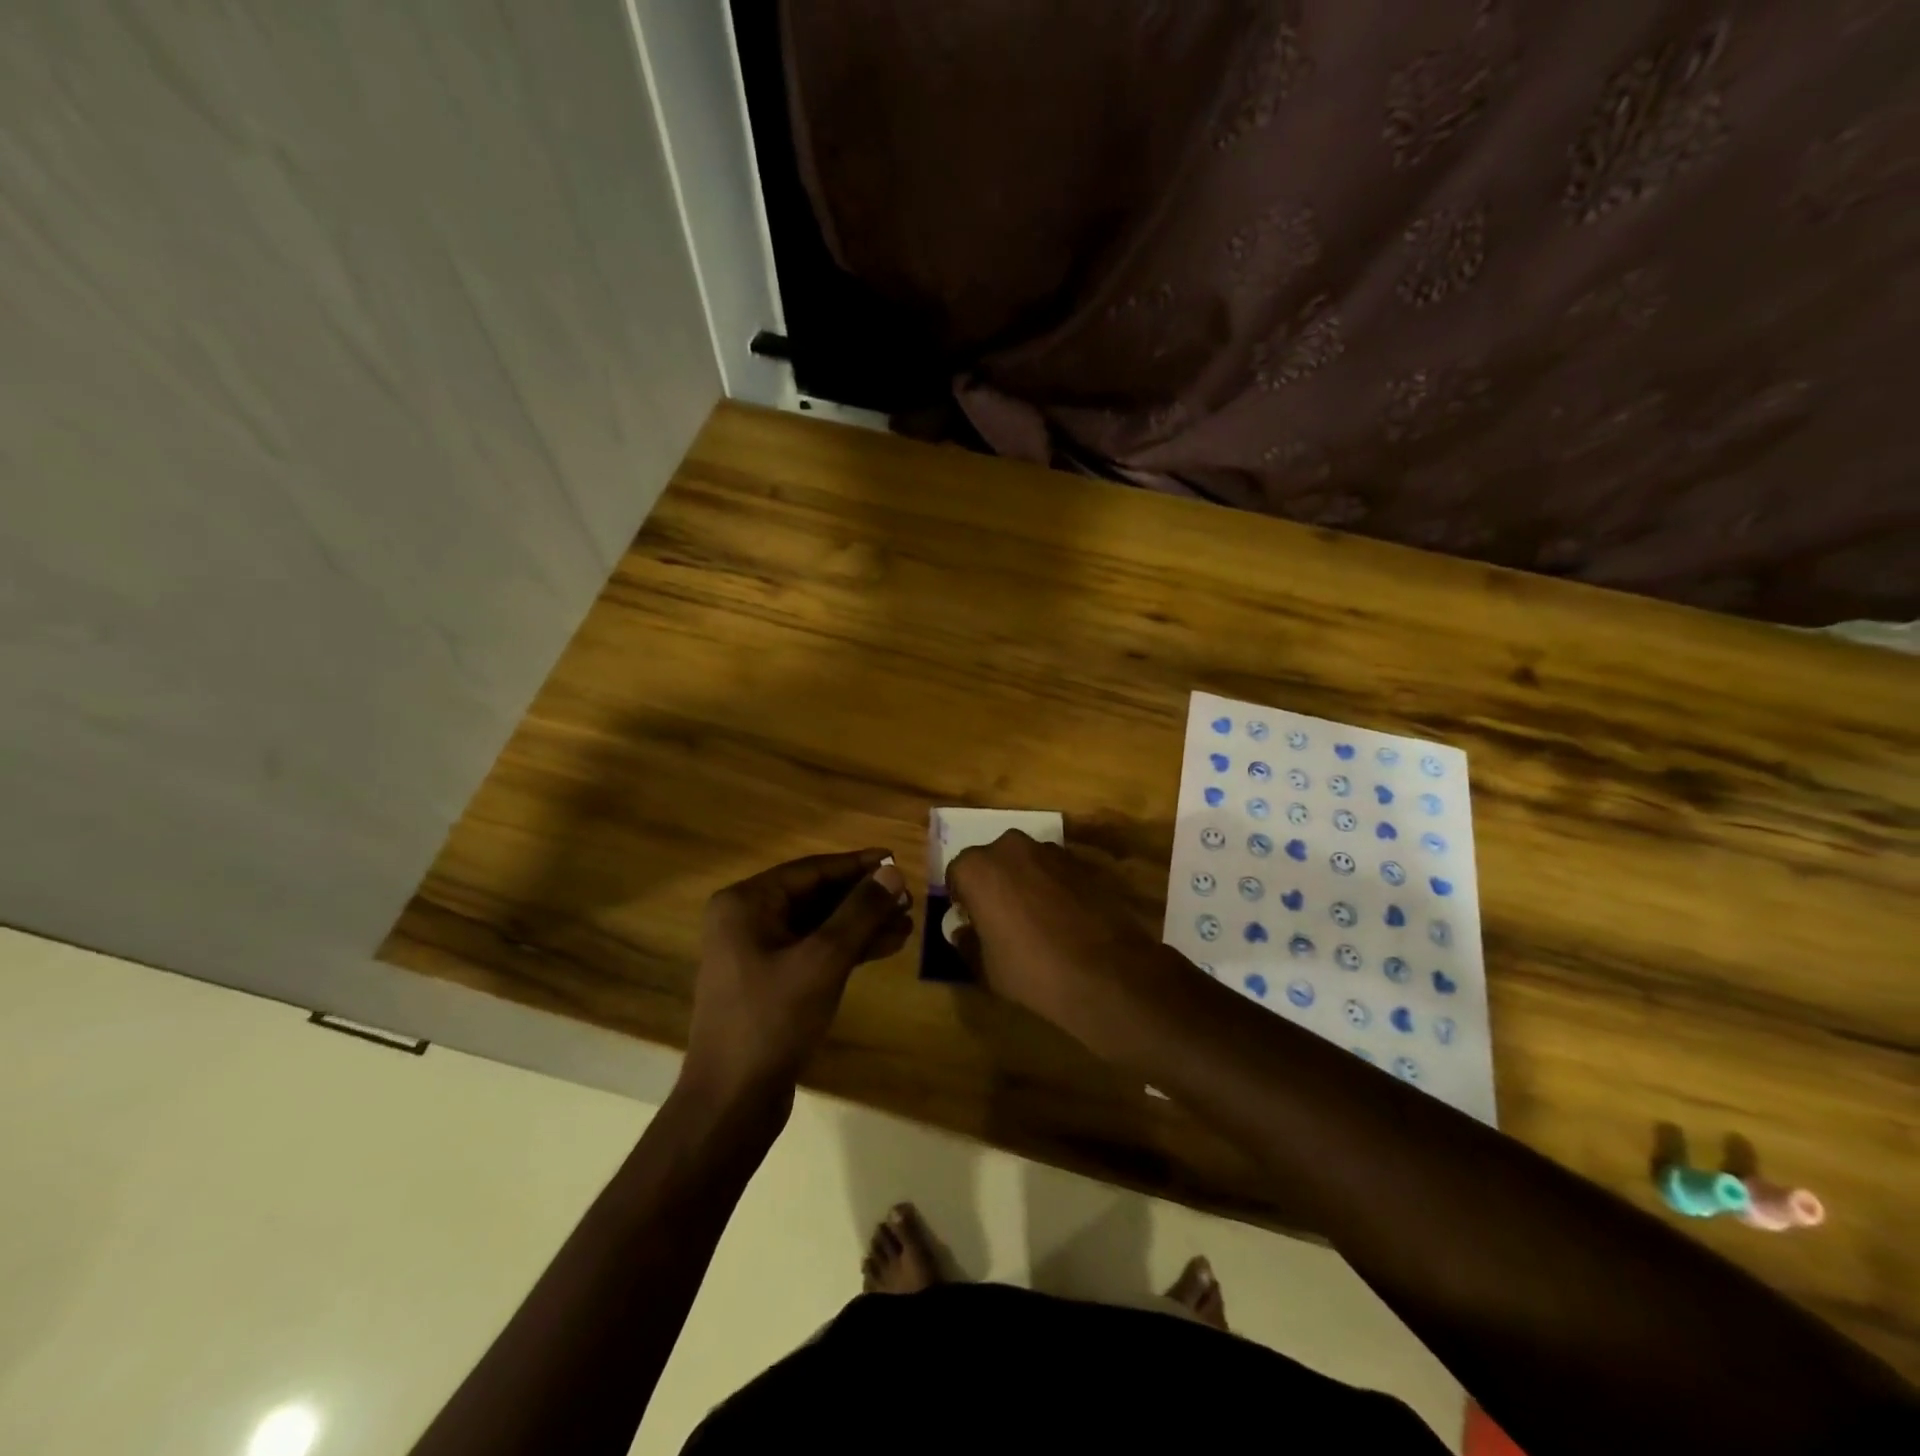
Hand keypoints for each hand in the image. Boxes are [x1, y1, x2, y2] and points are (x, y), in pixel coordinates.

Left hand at [684, 849, 910, 1107]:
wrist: (732, 1101)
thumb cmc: (773, 1020)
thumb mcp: (823, 960)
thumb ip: (859, 912)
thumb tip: (892, 871)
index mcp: (746, 903)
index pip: (811, 870)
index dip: (857, 865)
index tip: (896, 860)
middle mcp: (747, 919)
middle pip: (815, 896)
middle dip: (863, 898)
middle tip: (907, 898)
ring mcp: (756, 952)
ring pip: (818, 925)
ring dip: (861, 924)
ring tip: (906, 923)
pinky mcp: (770, 981)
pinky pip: (813, 950)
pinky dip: (847, 948)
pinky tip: (886, 946)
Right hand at [945, 831, 1166, 1027]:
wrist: (1105, 971)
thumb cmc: (1031, 969)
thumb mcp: (986, 967)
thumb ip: (968, 942)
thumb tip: (963, 931)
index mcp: (978, 868)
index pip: (957, 874)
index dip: (963, 899)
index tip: (971, 921)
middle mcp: (1011, 847)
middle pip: (992, 861)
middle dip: (993, 883)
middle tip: (1000, 918)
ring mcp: (1050, 851)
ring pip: (1025, 863)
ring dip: (1024, 882)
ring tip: (1034, 919)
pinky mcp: (1081, 862)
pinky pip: (1054, 871)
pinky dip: (1052, 887)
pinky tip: (1062, 919)